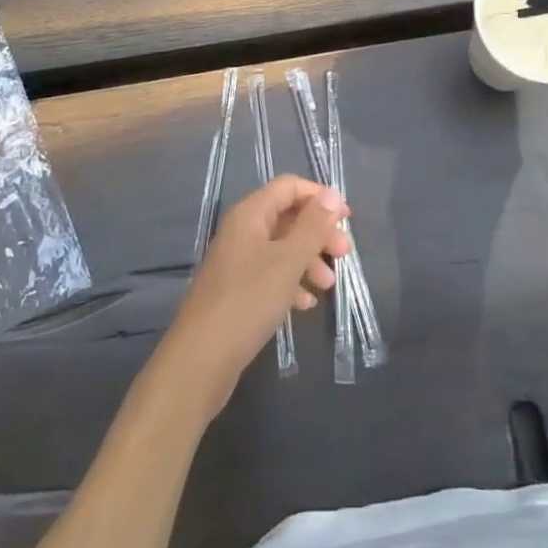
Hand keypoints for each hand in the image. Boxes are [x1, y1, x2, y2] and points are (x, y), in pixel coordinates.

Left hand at [158, 175, 350, 419]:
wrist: (201, 360)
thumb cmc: (248, 301)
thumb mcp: (288, 260)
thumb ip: (313, 225)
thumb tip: (333, 194)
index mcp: (250, 214)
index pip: (289, 187)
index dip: (319, 197)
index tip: (347, 219)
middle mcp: (242, 231)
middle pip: (287, 216)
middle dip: (318, 232)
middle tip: (344, 254)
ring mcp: (237, 261)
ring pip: (281, 247)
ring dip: (309, 259)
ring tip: (328, 284)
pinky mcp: (237, 290)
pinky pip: (270, 274)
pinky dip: (291, 282)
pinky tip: (305, 303)